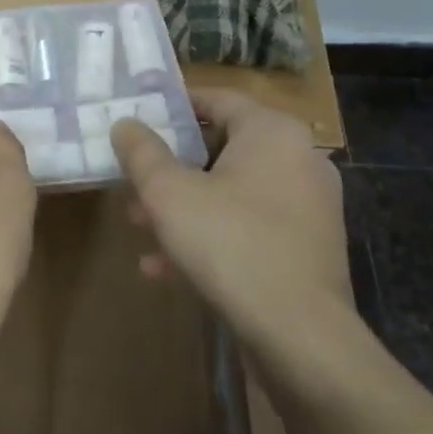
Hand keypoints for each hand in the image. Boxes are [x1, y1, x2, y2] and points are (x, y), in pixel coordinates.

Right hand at [111, 91, 382, 403]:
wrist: (299, 335)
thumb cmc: (229, 244)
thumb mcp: (168, 193)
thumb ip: (141, 152)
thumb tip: (125, 124)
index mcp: (273, 133)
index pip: (217, 98)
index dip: (173, 105)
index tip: (136, 118)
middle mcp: (299, 160)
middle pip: (221, 149)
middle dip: (170, 167)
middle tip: (132, 179)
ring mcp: (307, 207)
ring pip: (231, 193)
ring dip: (183, 207)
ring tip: (140, 227)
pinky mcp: (306, 248)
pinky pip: (248, 228)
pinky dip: (209, 237)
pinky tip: (165, 268)